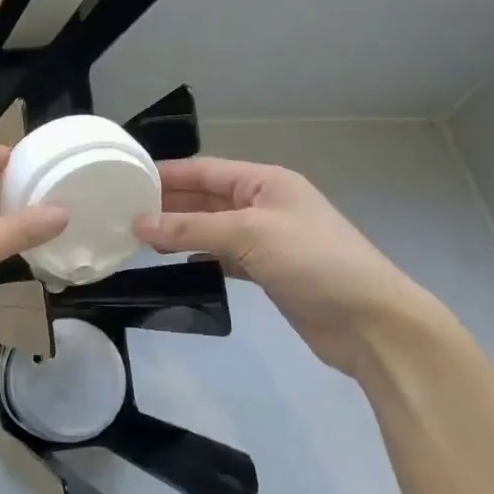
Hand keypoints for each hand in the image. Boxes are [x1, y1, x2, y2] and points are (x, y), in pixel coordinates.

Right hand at [136, 158, 446, 380]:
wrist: (371, 323)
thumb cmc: (314, 262)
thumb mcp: (249, 234)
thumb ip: (191, 228)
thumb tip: (138, 224)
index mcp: (266, 182)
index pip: (206, 170)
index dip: (167, 174)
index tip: (126, 178)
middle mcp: (265, 204)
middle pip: (206, 198)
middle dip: (168, 203)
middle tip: (122, 212)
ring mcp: (266, 239)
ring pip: (211, 228)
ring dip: (178, 231)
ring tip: (136, 237)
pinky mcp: (267, 271)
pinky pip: (221, 255)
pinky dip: (196, 255)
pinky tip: (171, 261)